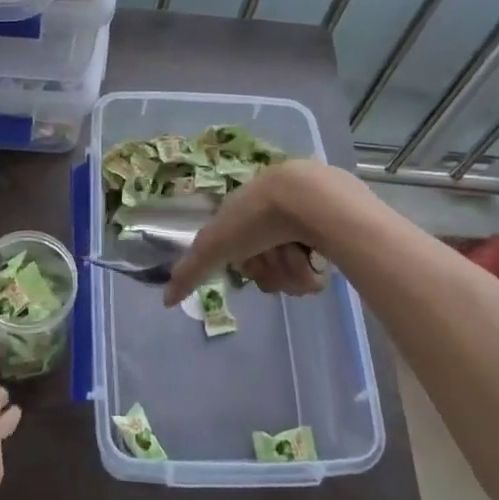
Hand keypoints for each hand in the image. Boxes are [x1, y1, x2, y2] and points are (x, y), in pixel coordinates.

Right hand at [161, 159, 360, 304]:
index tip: (248, 264)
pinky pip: (318, 269)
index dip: (247, 266)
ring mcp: (306, 223)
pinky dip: (313, 270)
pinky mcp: (333, 232)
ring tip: (298, 254)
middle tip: (274, 258)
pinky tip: (315, 257)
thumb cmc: (256, 218)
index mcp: (247, 214)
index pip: (243, 257)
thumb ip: (190, 272)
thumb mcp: (214, 245)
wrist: (309, 198)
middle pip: (268, 268)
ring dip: (292, 273)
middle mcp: (275, 216)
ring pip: (293, 273)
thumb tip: (165, 301)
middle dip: (270, 271)